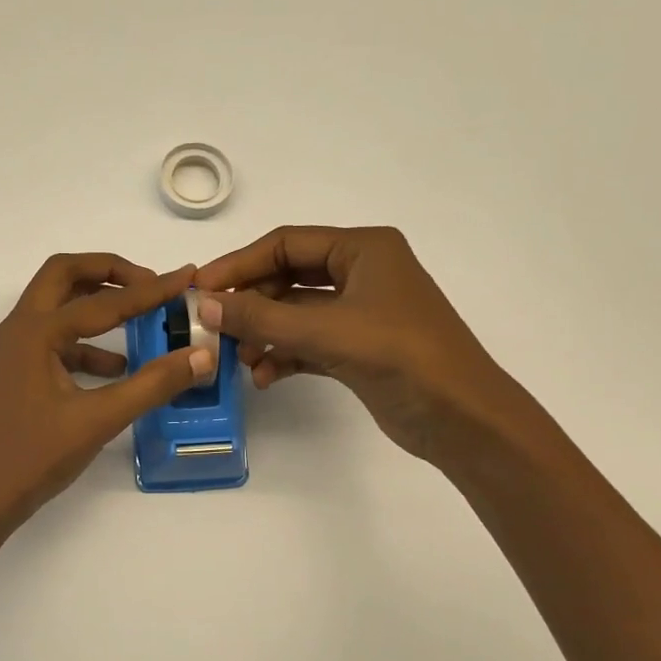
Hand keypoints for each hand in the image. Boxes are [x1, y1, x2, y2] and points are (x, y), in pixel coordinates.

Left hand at [0, 254, 213, 533]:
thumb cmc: (32, 457)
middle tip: (150, 284)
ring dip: (96, 306)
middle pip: (64, 276)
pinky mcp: (13, 375)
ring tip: (140, 321)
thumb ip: (152, 385)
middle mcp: (18, 330)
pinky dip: (85, 344)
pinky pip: (53, 342)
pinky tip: (116, 369)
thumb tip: (201, 356)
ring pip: (56, 308)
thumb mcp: (98, 420)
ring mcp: (11, 352)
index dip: (150, 290)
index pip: (103, 301)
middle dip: (110, 272)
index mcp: (35, 332)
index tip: (186, 278)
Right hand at [194, 226, 522, 466]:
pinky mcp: (359, 348)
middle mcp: (362, 272)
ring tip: (241, 360)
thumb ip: (261, 317)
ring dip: (265, 333)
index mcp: (363, 248)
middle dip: (251, 304)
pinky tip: (265, 376)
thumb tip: (204, 305)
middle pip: (287, 277)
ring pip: (296, 313)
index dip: (238, 264)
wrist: (460, 416)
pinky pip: (309, 342)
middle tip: (215, 329)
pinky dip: (285, 355)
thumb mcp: (325, 331)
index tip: (200, 290)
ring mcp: (361, 312)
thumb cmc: (399, 355)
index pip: (284, 244)